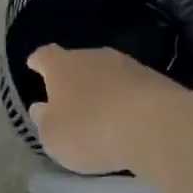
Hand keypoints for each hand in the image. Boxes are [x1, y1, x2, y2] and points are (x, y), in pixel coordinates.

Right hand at [26, 44, 192, 174]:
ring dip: (103, 90)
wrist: (157, 127)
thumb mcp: (53, 136)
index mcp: (62, 66)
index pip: (45, 56)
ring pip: (108, 74)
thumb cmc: (90, 130)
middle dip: (73, 79)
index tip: (34, 66)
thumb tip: (42, 108)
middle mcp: (94, 57)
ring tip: (102, 114)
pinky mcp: (158, 81)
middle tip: (69, 99)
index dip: (38, 62)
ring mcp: (129, 66)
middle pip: (78, 62)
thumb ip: (44, 121)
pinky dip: (127, 101)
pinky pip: (133, 89)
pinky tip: (129, 121)